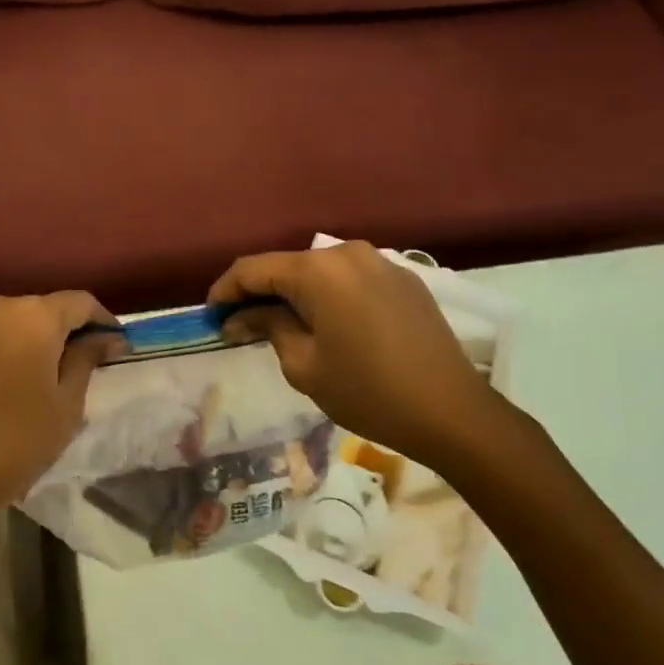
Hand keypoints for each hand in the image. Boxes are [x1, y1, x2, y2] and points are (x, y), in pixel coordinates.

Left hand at [0, 292, 122, 529]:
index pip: (80, 302)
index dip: (101, 321)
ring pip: (0, 322)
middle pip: (36, 310)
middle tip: (67, 367)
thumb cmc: (15, 444)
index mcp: (33, 316)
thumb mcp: (66, 406)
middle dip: (56, 332)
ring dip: (17, 340)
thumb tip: (106, 337)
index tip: (111, 346)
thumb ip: (87, 359)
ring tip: (22, 378)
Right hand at [209, 242, 509, 471]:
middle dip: (260, 292)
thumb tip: (242, 316)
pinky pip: (351, 279)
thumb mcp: (304, 365)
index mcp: (318, 270)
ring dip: (295, 293)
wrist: (453, 411)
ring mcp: (380, 262)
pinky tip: (326, 323)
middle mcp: (347, 253)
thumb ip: (268, 326)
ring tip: (281, 324)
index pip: (254, 269)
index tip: (210, 314)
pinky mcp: (404, 278)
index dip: (226, 290)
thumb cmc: (368, 392)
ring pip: (320, 271)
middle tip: (241, 324)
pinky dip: (329, 295)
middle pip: (288, 266)